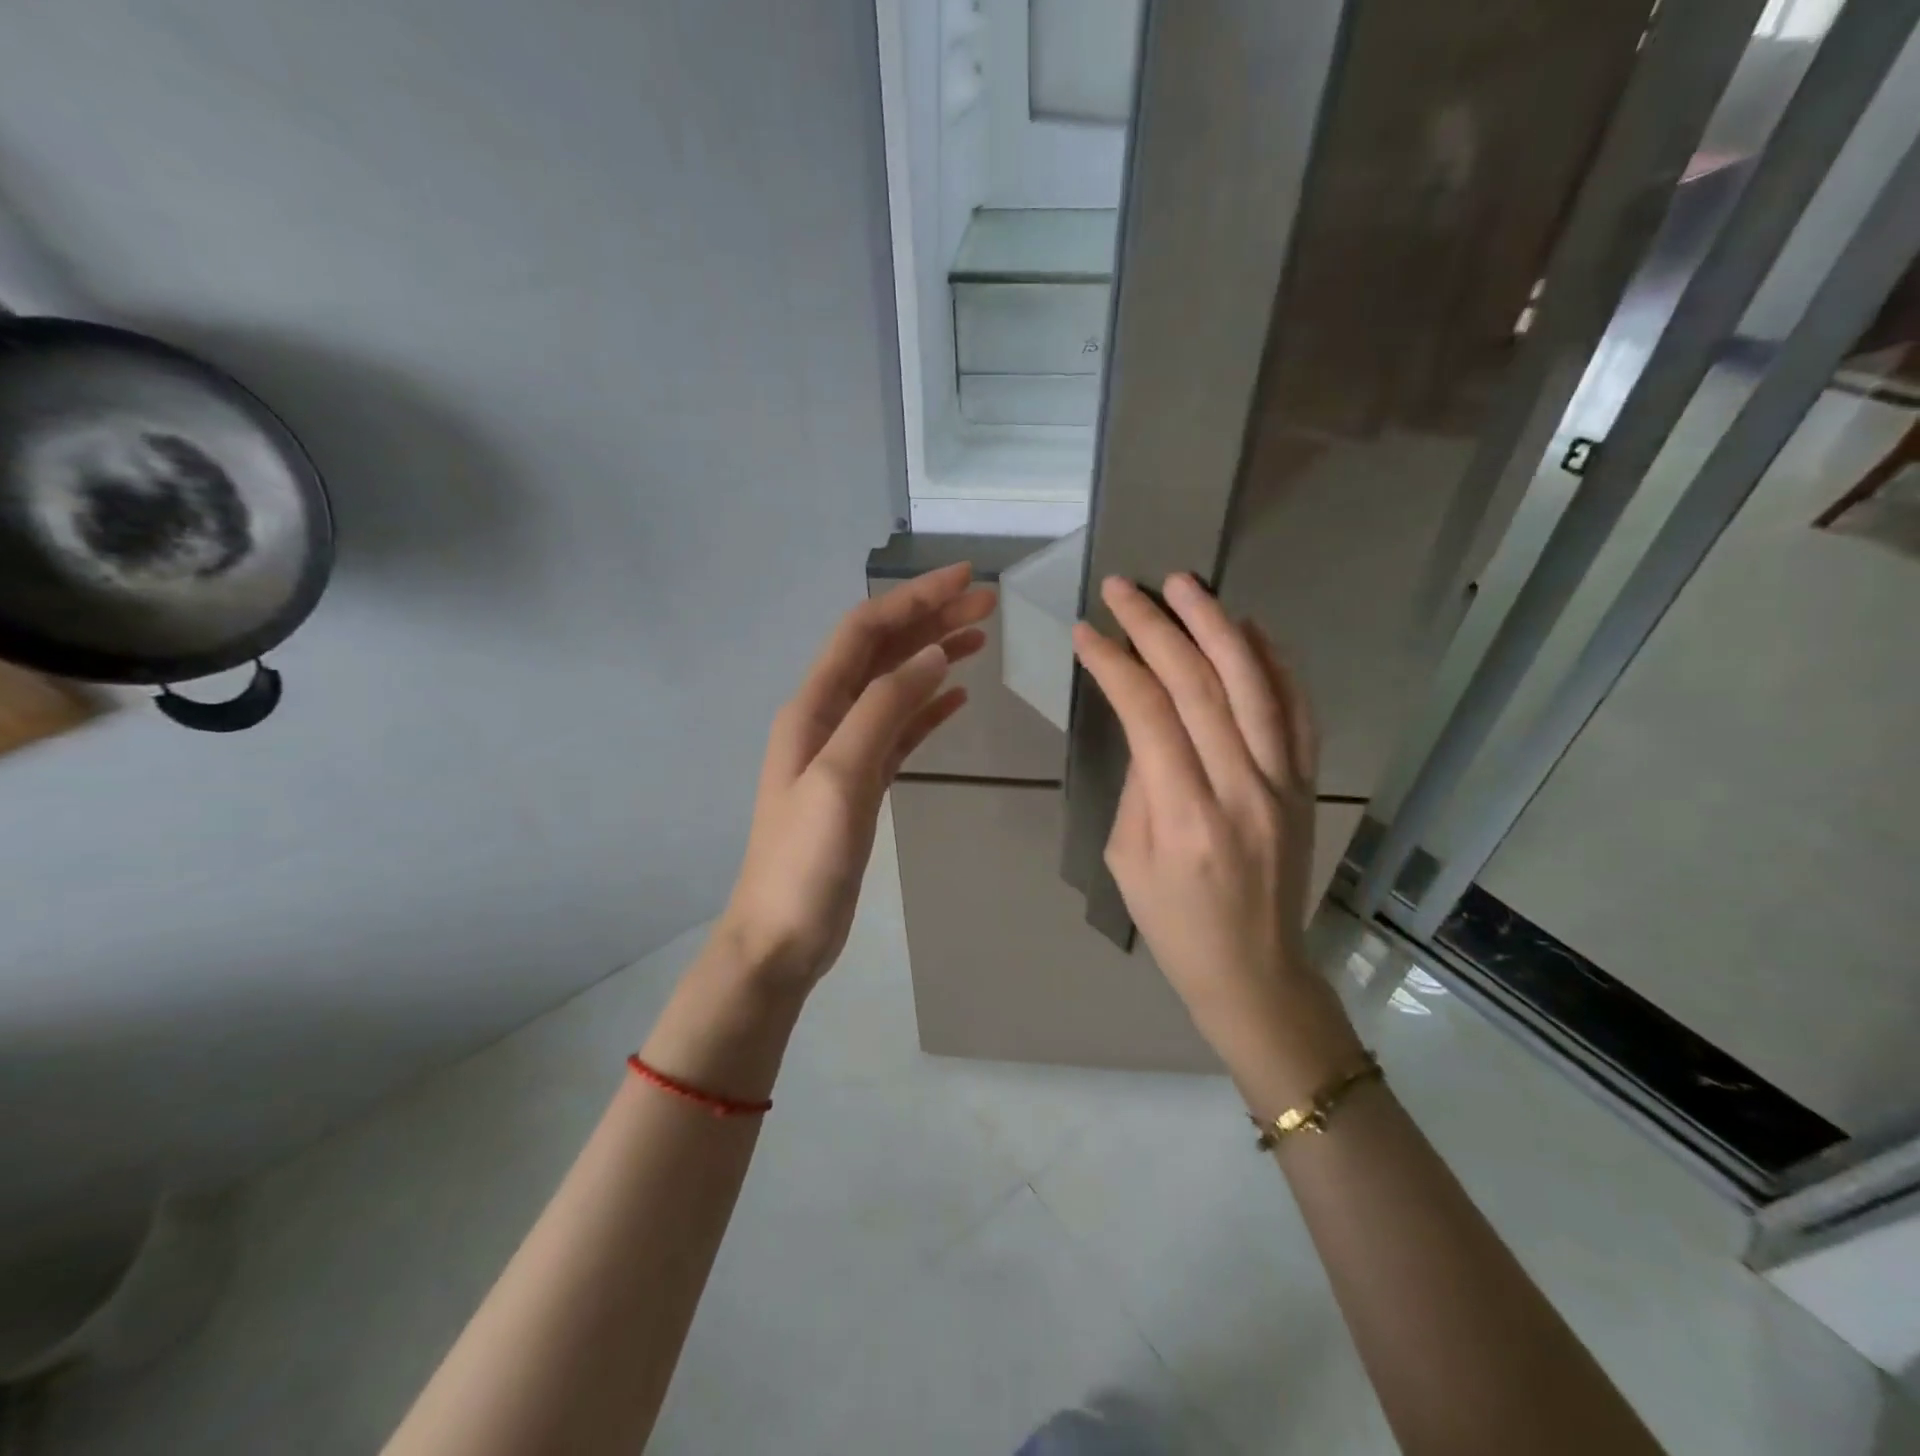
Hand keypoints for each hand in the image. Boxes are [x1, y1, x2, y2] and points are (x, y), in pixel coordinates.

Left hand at [717, 563, 994, 988]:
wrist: (782, 935)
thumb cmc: (805, 860)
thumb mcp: (842, 778)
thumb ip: (884, 711)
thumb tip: (933, 656)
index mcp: (813, 708)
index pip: (865, 632)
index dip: (913, 599)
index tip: (966, 579)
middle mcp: (826, 718)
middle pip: (883, 652)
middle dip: (932, 620)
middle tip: (988, 603)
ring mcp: (844, 750)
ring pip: (894, 687)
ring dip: (934, 657)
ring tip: (980, 638)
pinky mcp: (862, 782)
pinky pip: (899, 729)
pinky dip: (928, 707)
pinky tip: (957, 696)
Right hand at [1072, 574, 1361, 1103]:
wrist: (1253, 970)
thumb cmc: (1173, 923)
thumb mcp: (1126, 859)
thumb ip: (1139, 782)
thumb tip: (1147, 721)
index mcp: (1186, 818)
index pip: (1149, 716)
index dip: (1115, 664)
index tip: (1086, 632)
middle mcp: (1242, 790)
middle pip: (1201, 687)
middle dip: (1157, 628)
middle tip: (1123, 588)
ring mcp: (1284, 783)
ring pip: (1254, 685)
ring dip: (1216, 625)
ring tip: (1184, 584)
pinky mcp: (1306, 784)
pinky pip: (1299, 711)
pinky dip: (1276, 662)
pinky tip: (1249, 628)